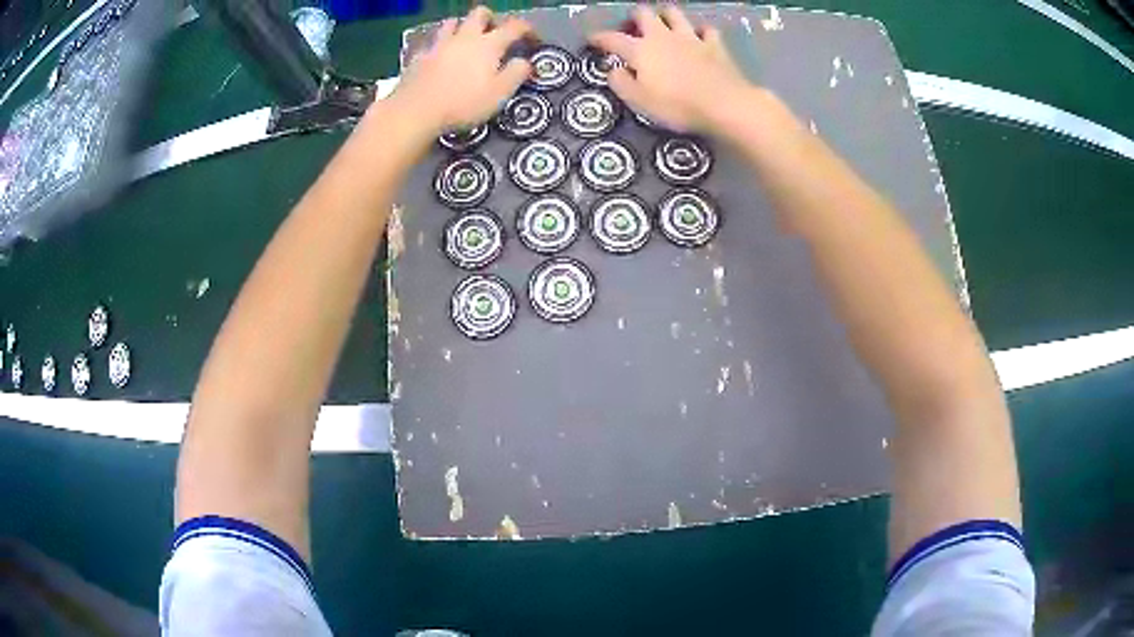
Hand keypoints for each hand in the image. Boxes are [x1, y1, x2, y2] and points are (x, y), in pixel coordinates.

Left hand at [387, 7, 532, 136]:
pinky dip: (440, 45)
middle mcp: (465, 37)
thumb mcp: (499, 94)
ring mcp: (439, 44)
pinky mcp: (419, 56)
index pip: (515, 26)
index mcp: (489, 44)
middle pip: (480, 13)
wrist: (415, 111)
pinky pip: (432, 42)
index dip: (528, 29)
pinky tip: (440, 57)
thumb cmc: (462, 104)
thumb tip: (525, 62)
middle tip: (495, 34)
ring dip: (463, 27)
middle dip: (491, 19)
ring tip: (466, 42)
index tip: (533, 40)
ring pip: (452, 22)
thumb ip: (516, 74)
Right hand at [590, 6, 752, 134]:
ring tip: (664, 25)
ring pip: (674, 13)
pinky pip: (707, 30)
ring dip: (666, 16)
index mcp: (641, 50)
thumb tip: (613, 71)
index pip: (613, 39)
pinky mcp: (715, 45)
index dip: (599, 37)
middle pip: (644, 13)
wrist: (724, 105)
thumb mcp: (640, 102)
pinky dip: (701, 31)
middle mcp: (663, 36)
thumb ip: (622, 84)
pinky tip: (699, 37)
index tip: (591, 39)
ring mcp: (691, 38)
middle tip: (634, 29)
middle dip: (635, 18)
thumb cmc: (677, 106)